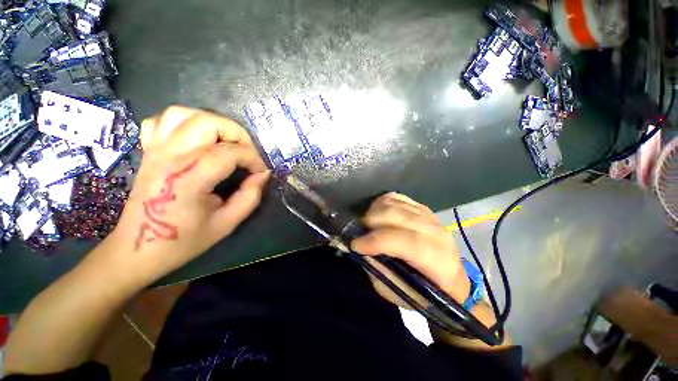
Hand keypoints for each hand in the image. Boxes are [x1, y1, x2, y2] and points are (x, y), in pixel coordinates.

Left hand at [106, 106, 269, 286]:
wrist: (137, 249)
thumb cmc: (183, 241)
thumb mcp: (227, 224)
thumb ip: (250, 197)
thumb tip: (262, 175)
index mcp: (189, 179)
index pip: (229, 153)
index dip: (253, 158)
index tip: (261, 171)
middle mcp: (169, 158)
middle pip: (207, 122)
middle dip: (237, 133)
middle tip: (247, 152)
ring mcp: (155, 151)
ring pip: (183, 114)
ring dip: (212, 122)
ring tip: (226, 141)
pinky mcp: (148, 151)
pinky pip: (161, 121)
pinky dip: (183, 122)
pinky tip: (196, 138)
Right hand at [351, 192, 470, 306]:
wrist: (450, 279)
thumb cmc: (424, 293)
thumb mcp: (399, 292)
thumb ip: (380, 269)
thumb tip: (361, 248)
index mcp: (438, 261)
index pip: (407, 242)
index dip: (378, 241)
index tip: (356, 244)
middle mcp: (437, 233)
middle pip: (398, 216)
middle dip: (371, 221)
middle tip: (359, 232)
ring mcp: (430, 217)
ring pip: (395, 204)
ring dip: (375, 211)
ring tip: (367, 224)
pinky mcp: (422, 208)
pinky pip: (397, 197)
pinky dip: (382, 203)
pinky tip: (377, 214)